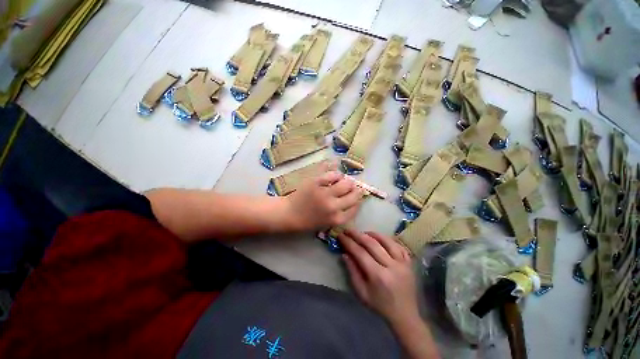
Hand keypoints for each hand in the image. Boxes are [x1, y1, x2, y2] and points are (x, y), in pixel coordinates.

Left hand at [284, 170, 363, 230]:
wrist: (289, 214)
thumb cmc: (307, 221)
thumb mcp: (327, 224)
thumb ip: (341, 215)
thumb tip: (355, 202)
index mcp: (336, 219)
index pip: (355, 207)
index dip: (358, 200)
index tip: (358, 197)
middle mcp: (333, 206)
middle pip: (353, 194)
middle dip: (356, 189)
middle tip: (353, 186)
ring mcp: (324, 193)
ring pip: (345, 183)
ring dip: (347, 181)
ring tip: (343, 180)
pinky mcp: (316, 183)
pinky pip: (332, 174)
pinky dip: (335, 174)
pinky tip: (334, 176)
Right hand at [338, 230, 417, 324]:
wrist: (404, 315)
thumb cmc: (380, 305)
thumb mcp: (361, 293)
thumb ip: (352, 272)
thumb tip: (345, 253)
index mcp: (378, 276)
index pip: (360, 253)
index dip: (349, 242)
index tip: (340, 235)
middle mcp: (392, 266)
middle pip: (372, 244)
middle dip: (357, 235)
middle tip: (348, 230)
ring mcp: (402, 262)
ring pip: (386, 240)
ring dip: (372, 234)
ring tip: (362, 232)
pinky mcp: (409, 262)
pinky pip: (398, 244)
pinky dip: (387, 239)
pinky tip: (379, 238)